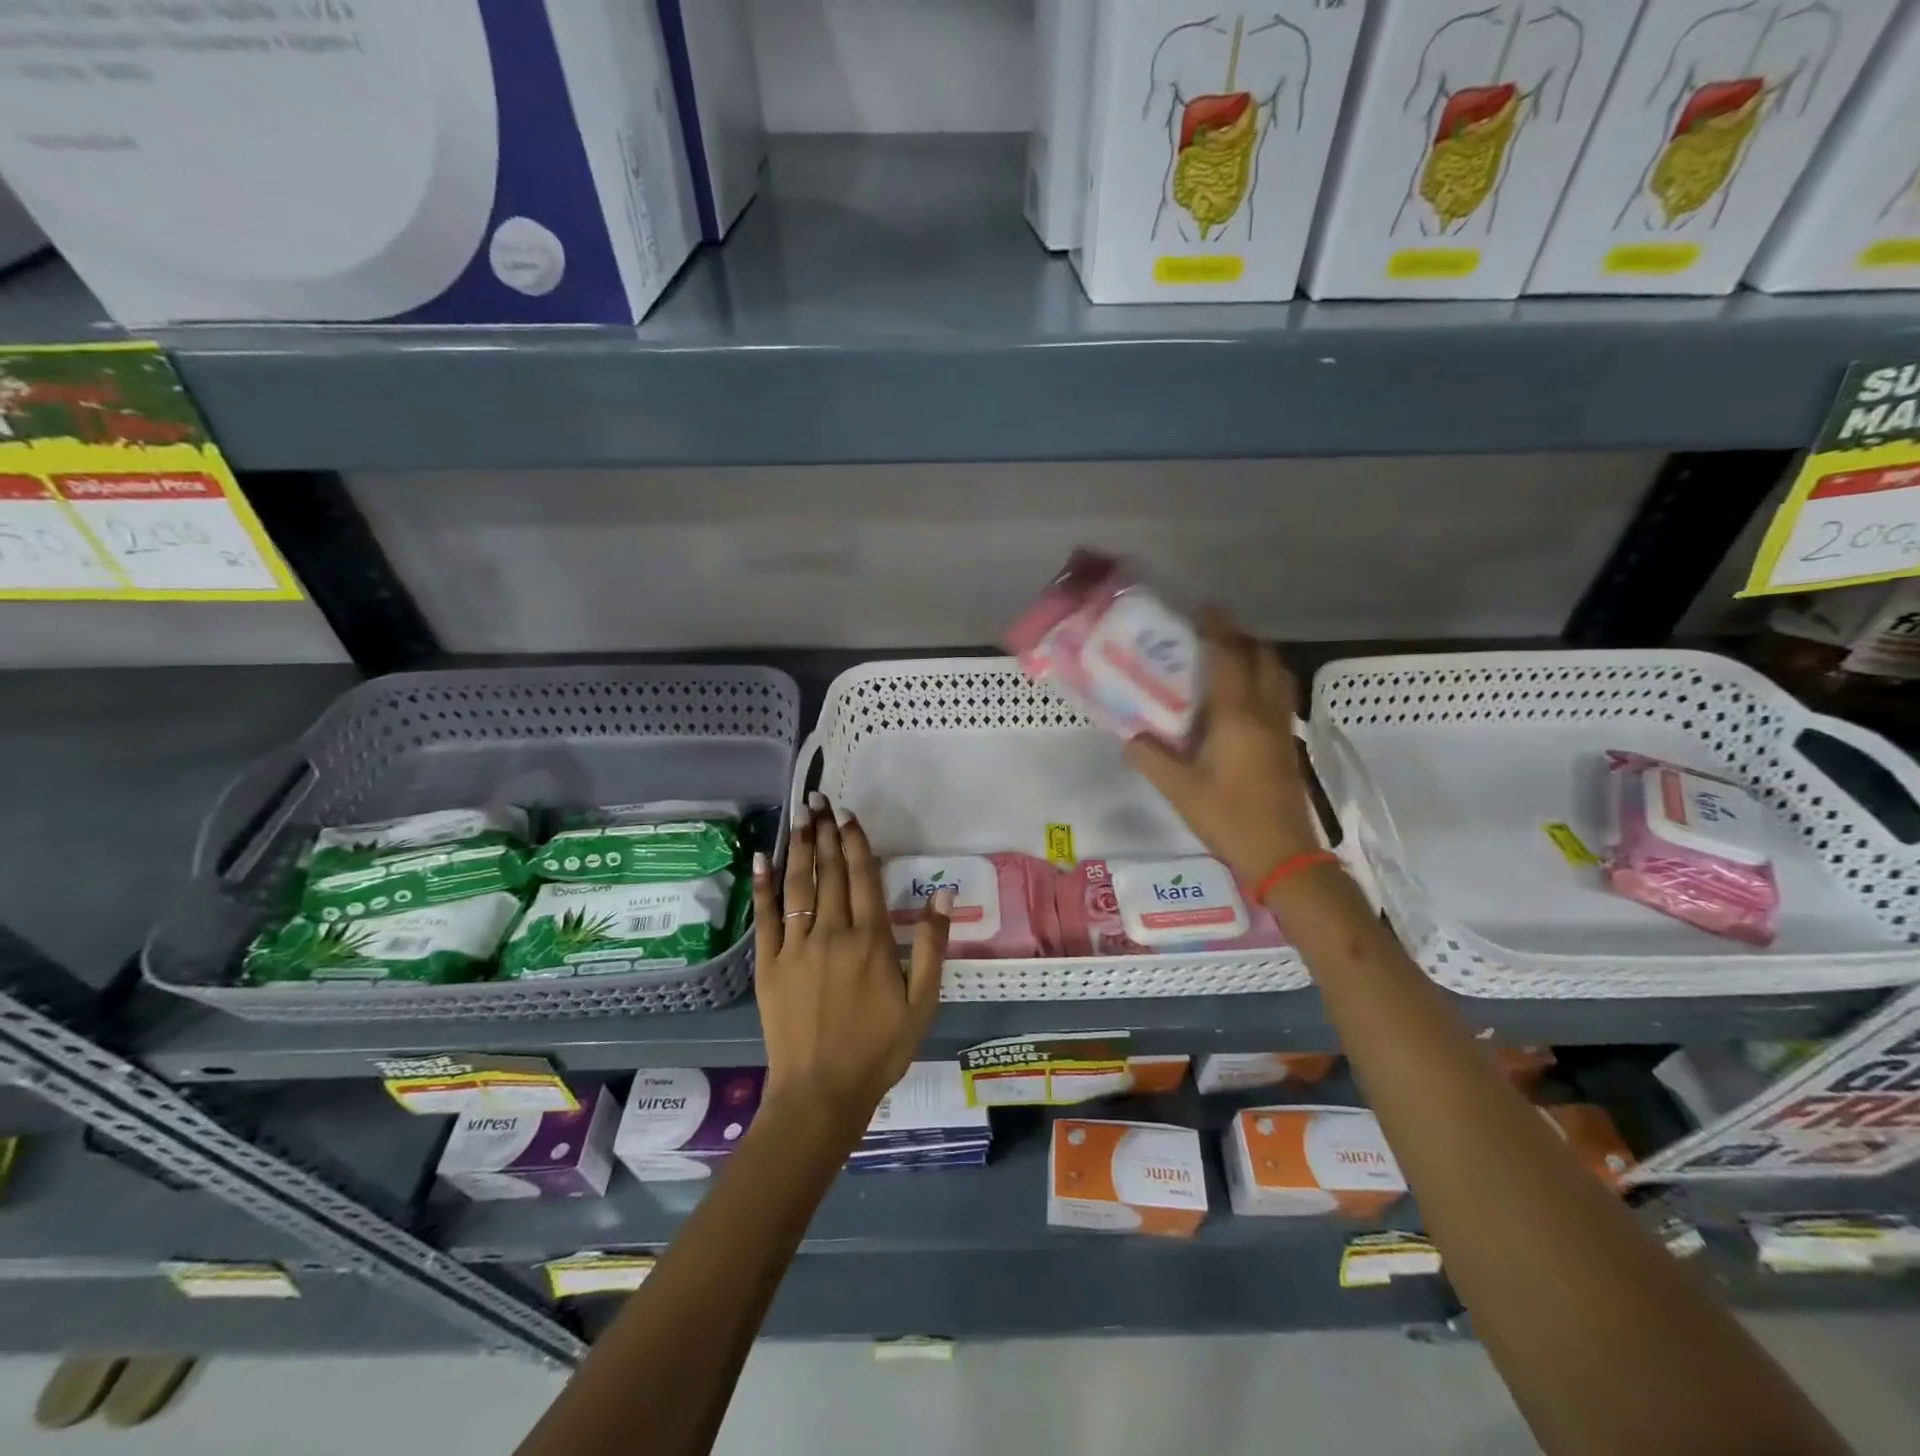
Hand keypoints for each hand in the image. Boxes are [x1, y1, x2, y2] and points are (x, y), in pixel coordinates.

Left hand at [749, 792, 950, 1136]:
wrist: (821, 1092)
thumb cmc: (878, 1048)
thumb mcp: (922, 1002)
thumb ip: (932, 945)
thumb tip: (943, 893)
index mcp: (870, 940)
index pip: (863, 877)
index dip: (856, 842)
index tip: (849, 814)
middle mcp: (832, 933)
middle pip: (830, 872)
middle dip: (826, 833)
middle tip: (819, 799)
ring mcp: (796, 947)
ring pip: (799, 885)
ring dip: (800, 847)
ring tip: (800, 815)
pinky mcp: (769, 964)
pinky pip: (766, 917)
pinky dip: (764, 885)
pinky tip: (763, 858)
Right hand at [1125, 608, 1322, 885]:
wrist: (1283, 854)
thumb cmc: (1229, 817)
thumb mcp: (1180, 789)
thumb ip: (1151, 758)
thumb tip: (1129, 736)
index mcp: (1236, 715)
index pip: (1229, 657)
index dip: (1216, 628)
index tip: (1202, 609)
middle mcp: (1264, 711)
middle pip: (1261, 656)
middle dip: (1239, 637)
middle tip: (1210, 635)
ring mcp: (1282, 726)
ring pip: (1277, 673)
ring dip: (1256, 656)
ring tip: (1228, 658)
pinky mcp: (1288, 743)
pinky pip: (1280, 694)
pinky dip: (1264, 679)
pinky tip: (1243, 698)